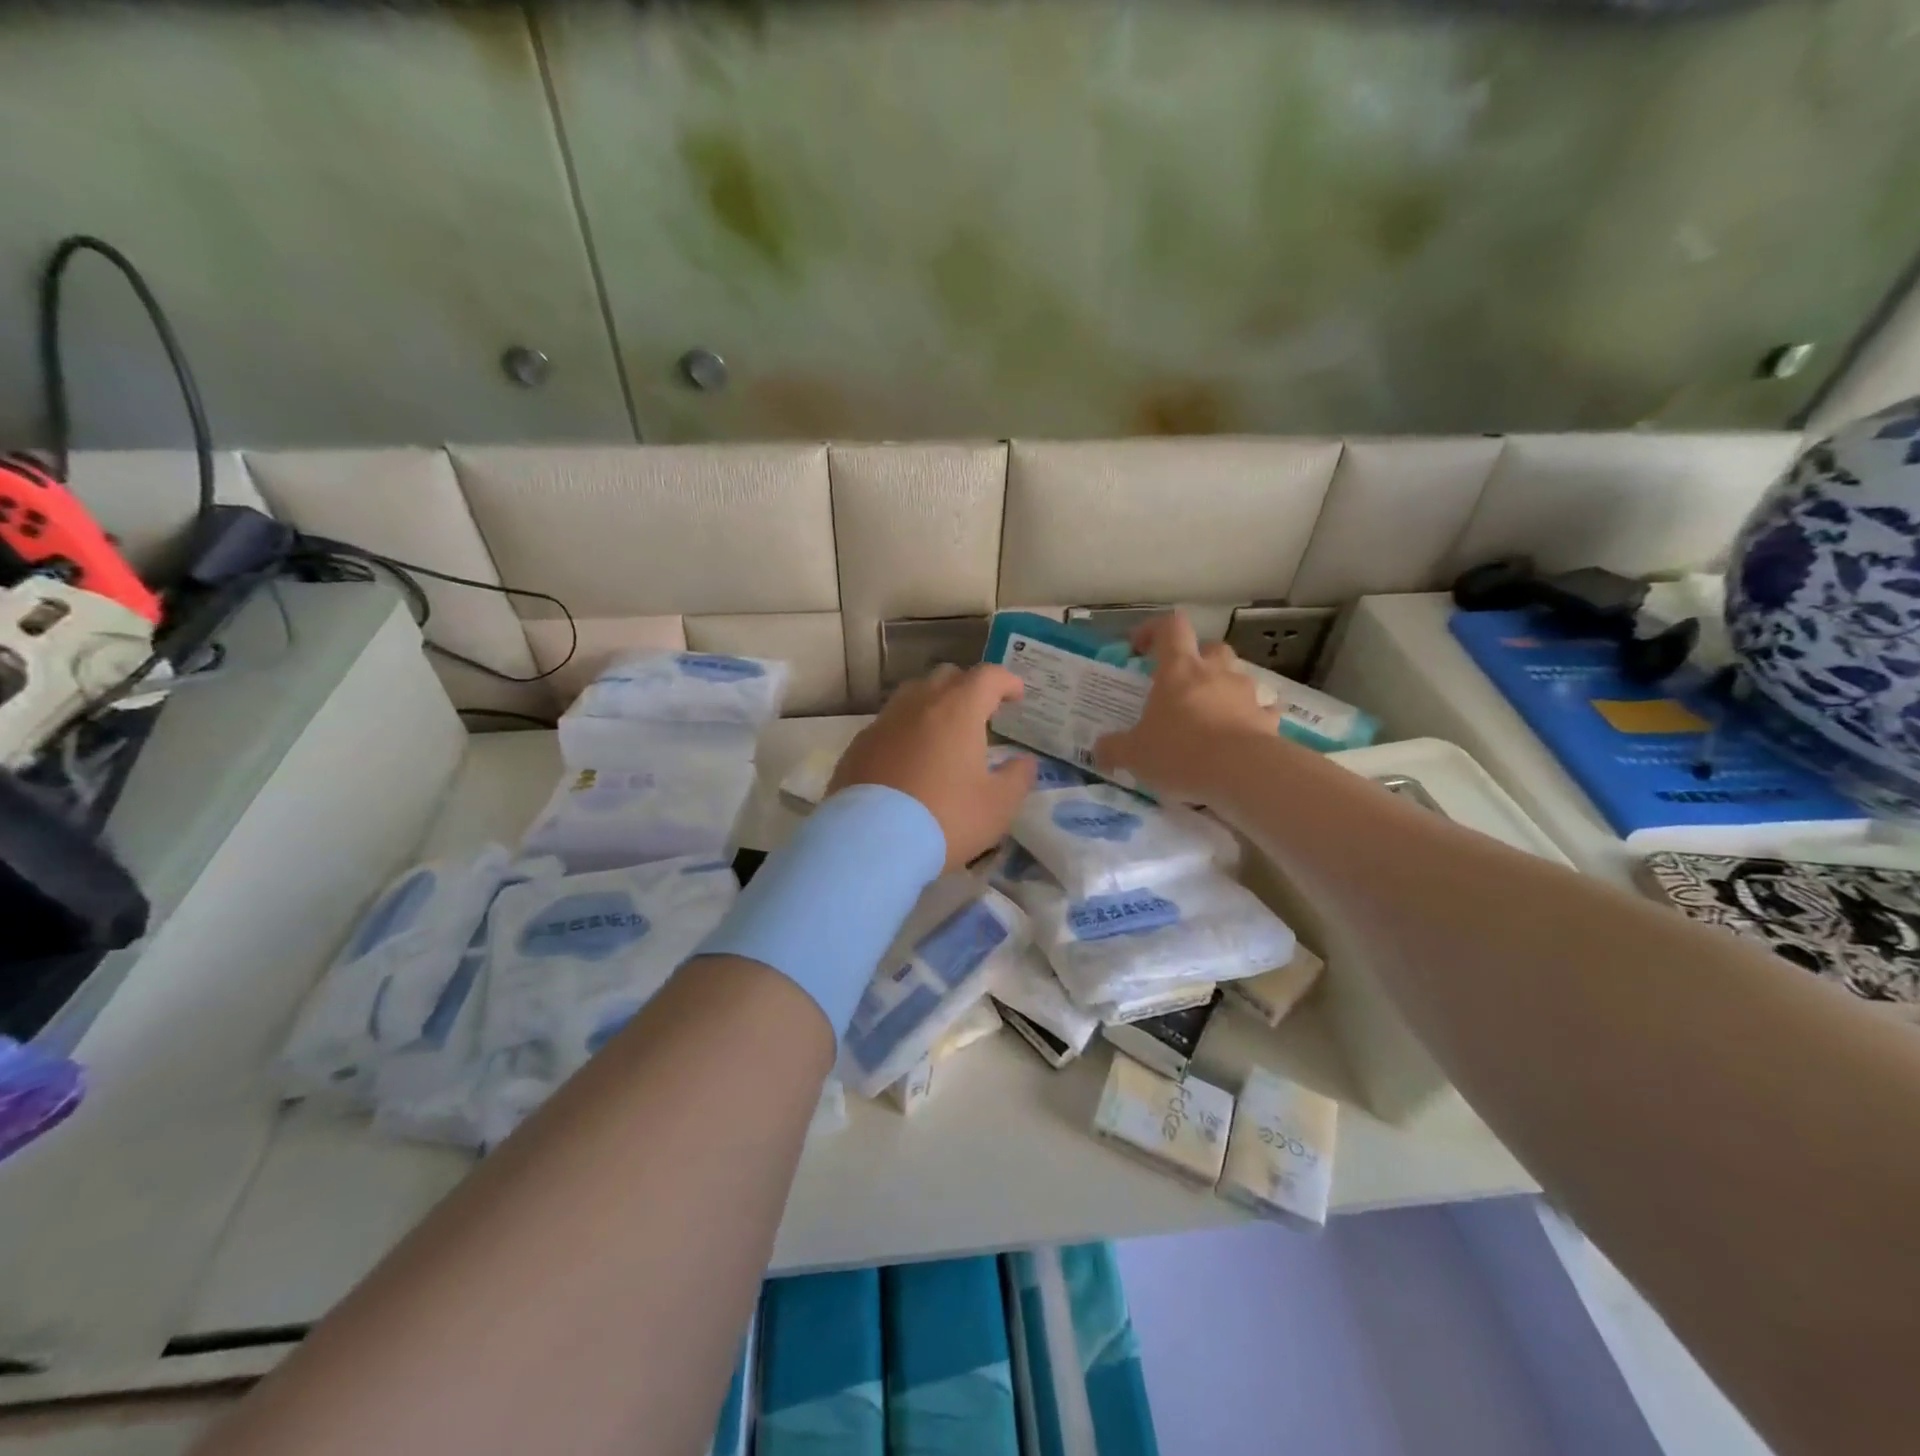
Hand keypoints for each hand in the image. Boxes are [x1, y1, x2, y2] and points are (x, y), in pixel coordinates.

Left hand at [829, 664, 1037, 870]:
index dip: (1006, 681)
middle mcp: (918, 705)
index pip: (987, 676)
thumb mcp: (997, 806)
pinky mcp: (858, 746)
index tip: (1016, 695)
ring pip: (912, 696)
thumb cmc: (945, 818)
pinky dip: (905, 732)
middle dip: (968, 688)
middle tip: (981, 713)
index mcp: (957, 710)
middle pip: (946, 677)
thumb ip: (1018, 778)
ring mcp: (883, 723)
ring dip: (933, 705)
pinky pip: (888, 726)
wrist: (870, 843)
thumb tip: (1025, 762)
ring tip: (944, 734)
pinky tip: (909, 760)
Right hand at [1093, 613, 1279, 801]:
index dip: (1154, 630)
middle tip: (1181, 685)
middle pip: (1211, 648)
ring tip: (1210, 717)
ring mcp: (1246, 694)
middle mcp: (1215, 673)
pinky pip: (1261, 711)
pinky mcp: (1268, 719)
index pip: (1170, 627)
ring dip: (1224, 690)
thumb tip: (1099, 750)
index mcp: (1179, 670)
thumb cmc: (1180, 752)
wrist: (1242, 773)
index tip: (1140, 648)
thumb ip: (1113, 749)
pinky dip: (1252, 719)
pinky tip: (1240, 737)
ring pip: (1237, 678)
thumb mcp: (1134, 754)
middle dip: (1197, 660)